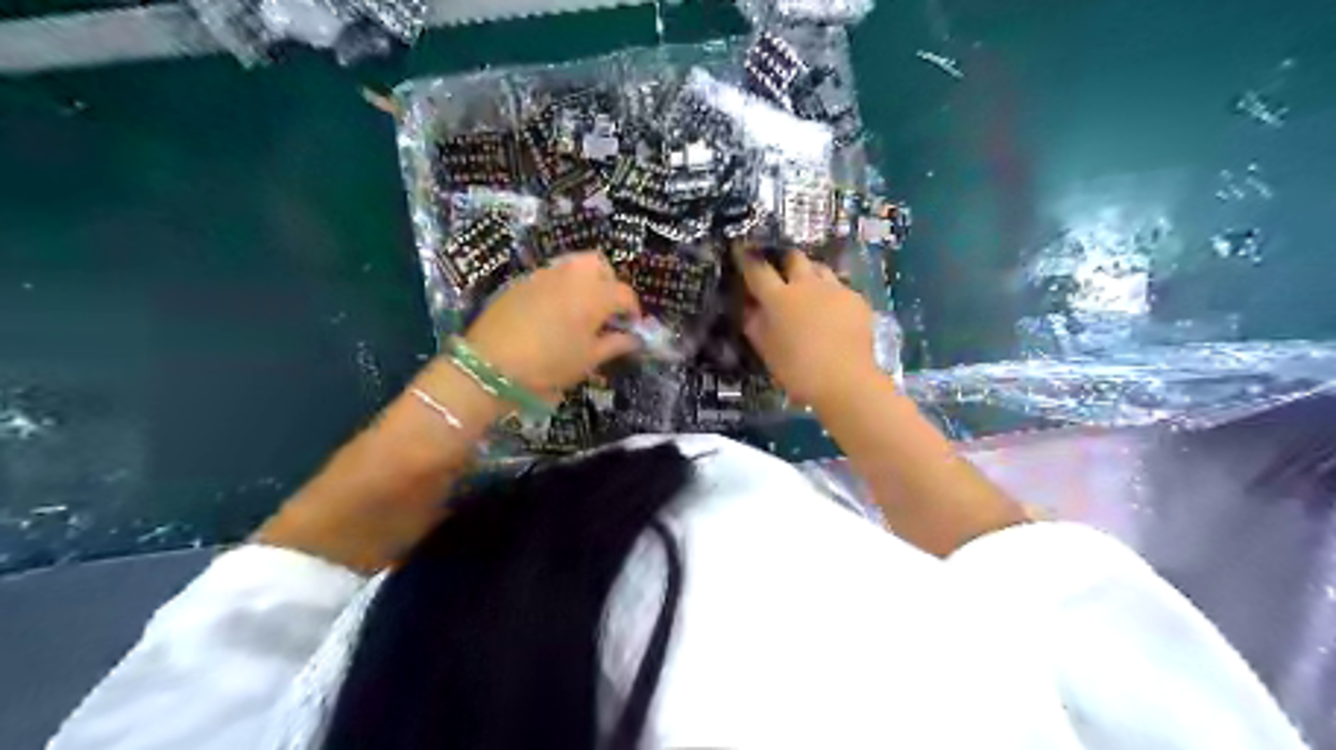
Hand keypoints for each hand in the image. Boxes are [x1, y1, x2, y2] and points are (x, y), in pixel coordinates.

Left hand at [467, 252, 640, 399]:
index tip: (631, 327)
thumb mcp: (588, 360)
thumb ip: (615, 345)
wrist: (491, 364)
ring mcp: (544, 274)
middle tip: (605, 310)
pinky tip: (553, 313)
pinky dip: (560, 288)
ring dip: (584, 282)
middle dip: (608, 282)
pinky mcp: (521, 281)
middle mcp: (572, 276)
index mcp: (595, 294)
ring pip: (573, 266)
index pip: (625, 294)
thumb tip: (632, 338)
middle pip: (599, 265)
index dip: (633, 311)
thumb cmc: (549, 364)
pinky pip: (550, 276)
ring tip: (580, 310)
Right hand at [735, 244, 885, 410]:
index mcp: (778, 298)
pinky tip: (833, 312)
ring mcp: (835, 289)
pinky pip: (840, 288)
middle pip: (794, 257)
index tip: (741, 249)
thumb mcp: (766, 349)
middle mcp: (806, 285)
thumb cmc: (797, 370)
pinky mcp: (857, 300)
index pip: (757, 269)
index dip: (746, 258)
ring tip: (809, 290)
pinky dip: (832, 295)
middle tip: (781, 272)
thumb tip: (749, 306)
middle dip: (784, 260)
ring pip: (820, 268)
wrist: (845, 381)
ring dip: (810, 274)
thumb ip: (754, 323)